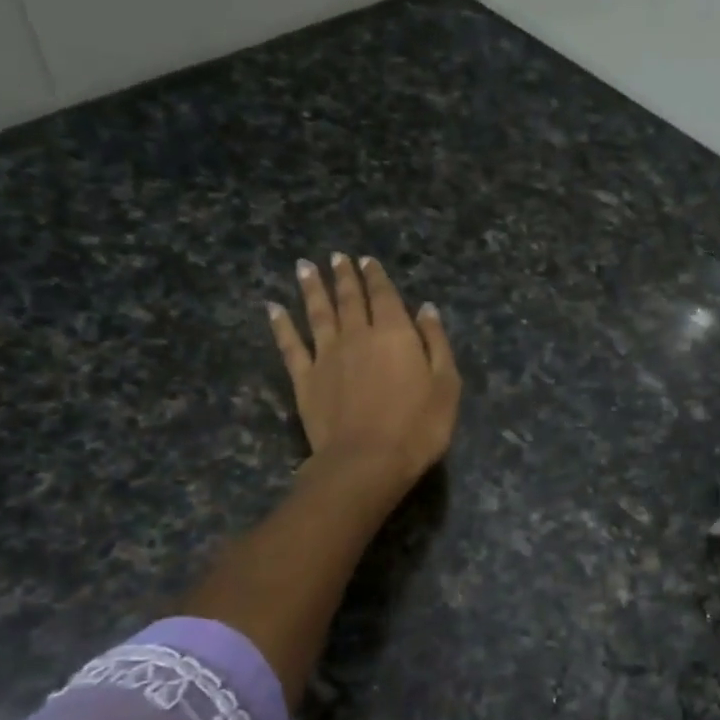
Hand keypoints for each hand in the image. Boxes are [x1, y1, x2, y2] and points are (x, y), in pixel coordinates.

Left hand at [268, 253, 460, 489]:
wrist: (366, 461)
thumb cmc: (417, 427)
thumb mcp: (446, 385)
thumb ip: (436, 343)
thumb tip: (426, 309)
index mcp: (394, 333)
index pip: (384, 296)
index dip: (376, 276)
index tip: (366, 260)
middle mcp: (357, 335)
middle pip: (349, 299)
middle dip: (344, 276)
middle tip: (336, 257)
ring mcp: (326, 356)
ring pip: (317, 313)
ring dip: (312, 288)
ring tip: (305, 267)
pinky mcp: (304, 379)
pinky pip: (290, 345)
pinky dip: (281, 325)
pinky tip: (272, 309)